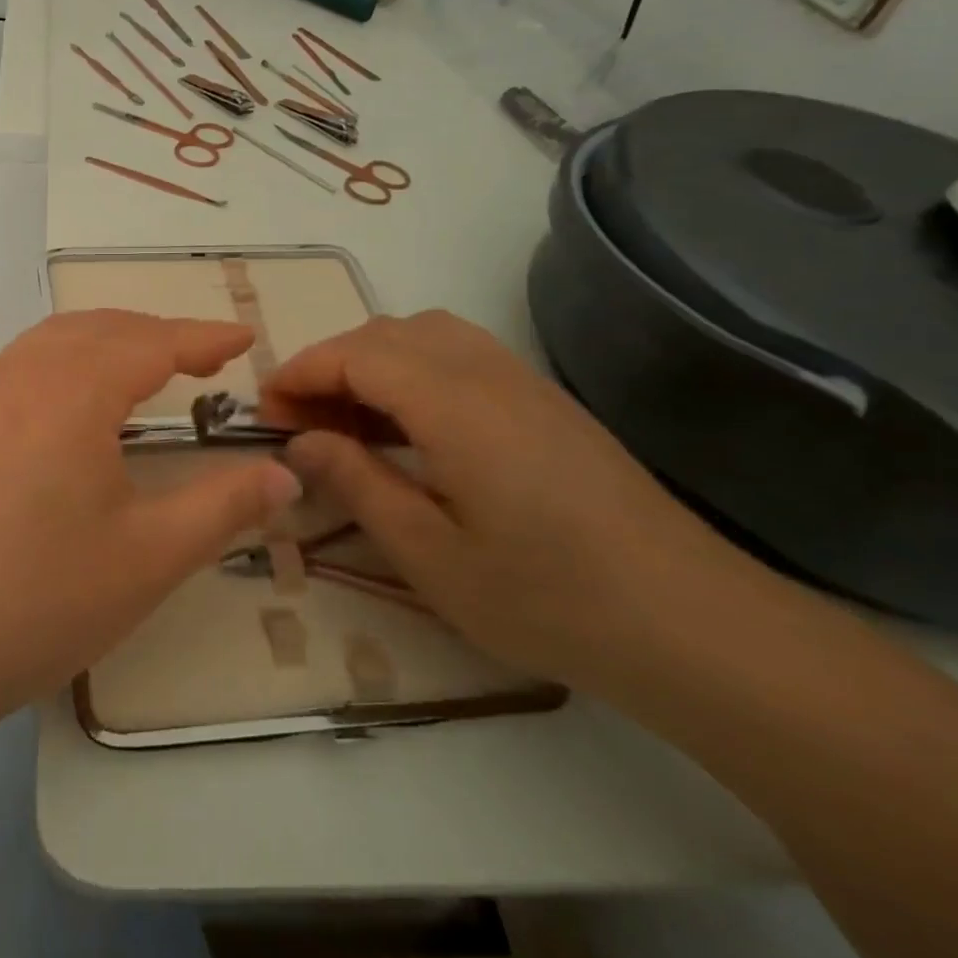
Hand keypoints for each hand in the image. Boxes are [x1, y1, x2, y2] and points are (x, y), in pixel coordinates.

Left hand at [0, 311, 299, 711]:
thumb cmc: (46, 598)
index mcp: (74, 394)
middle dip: (159, 332)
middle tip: (205, 357)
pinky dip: (67, 355)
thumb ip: (225, 505)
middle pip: (102, 328)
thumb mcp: (152, 555)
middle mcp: (24, 377)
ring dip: (109, 336)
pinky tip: (77, 395)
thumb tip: (285, 475)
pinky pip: (24, 361)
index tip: (244, 337)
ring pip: (56, 337)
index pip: (152, 343)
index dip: (203, 337)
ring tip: (149, 362)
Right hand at [260, 311, 749, 688]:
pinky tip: (407, 428)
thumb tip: (299, 441)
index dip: (302, 372)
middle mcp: (486, 371)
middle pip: (387, 333)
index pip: (356, 354)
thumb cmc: (548, 598)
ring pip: (425, 335)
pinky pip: (459, 355)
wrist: (692, 624)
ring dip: (371, 363)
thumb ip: (357, 483)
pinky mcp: (544, 401)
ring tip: (346, 421)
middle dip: (330, 364)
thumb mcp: (430, 554)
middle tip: (300, 421)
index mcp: (454, 404)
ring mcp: (522, 381)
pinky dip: (412, 372)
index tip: (265, 409)